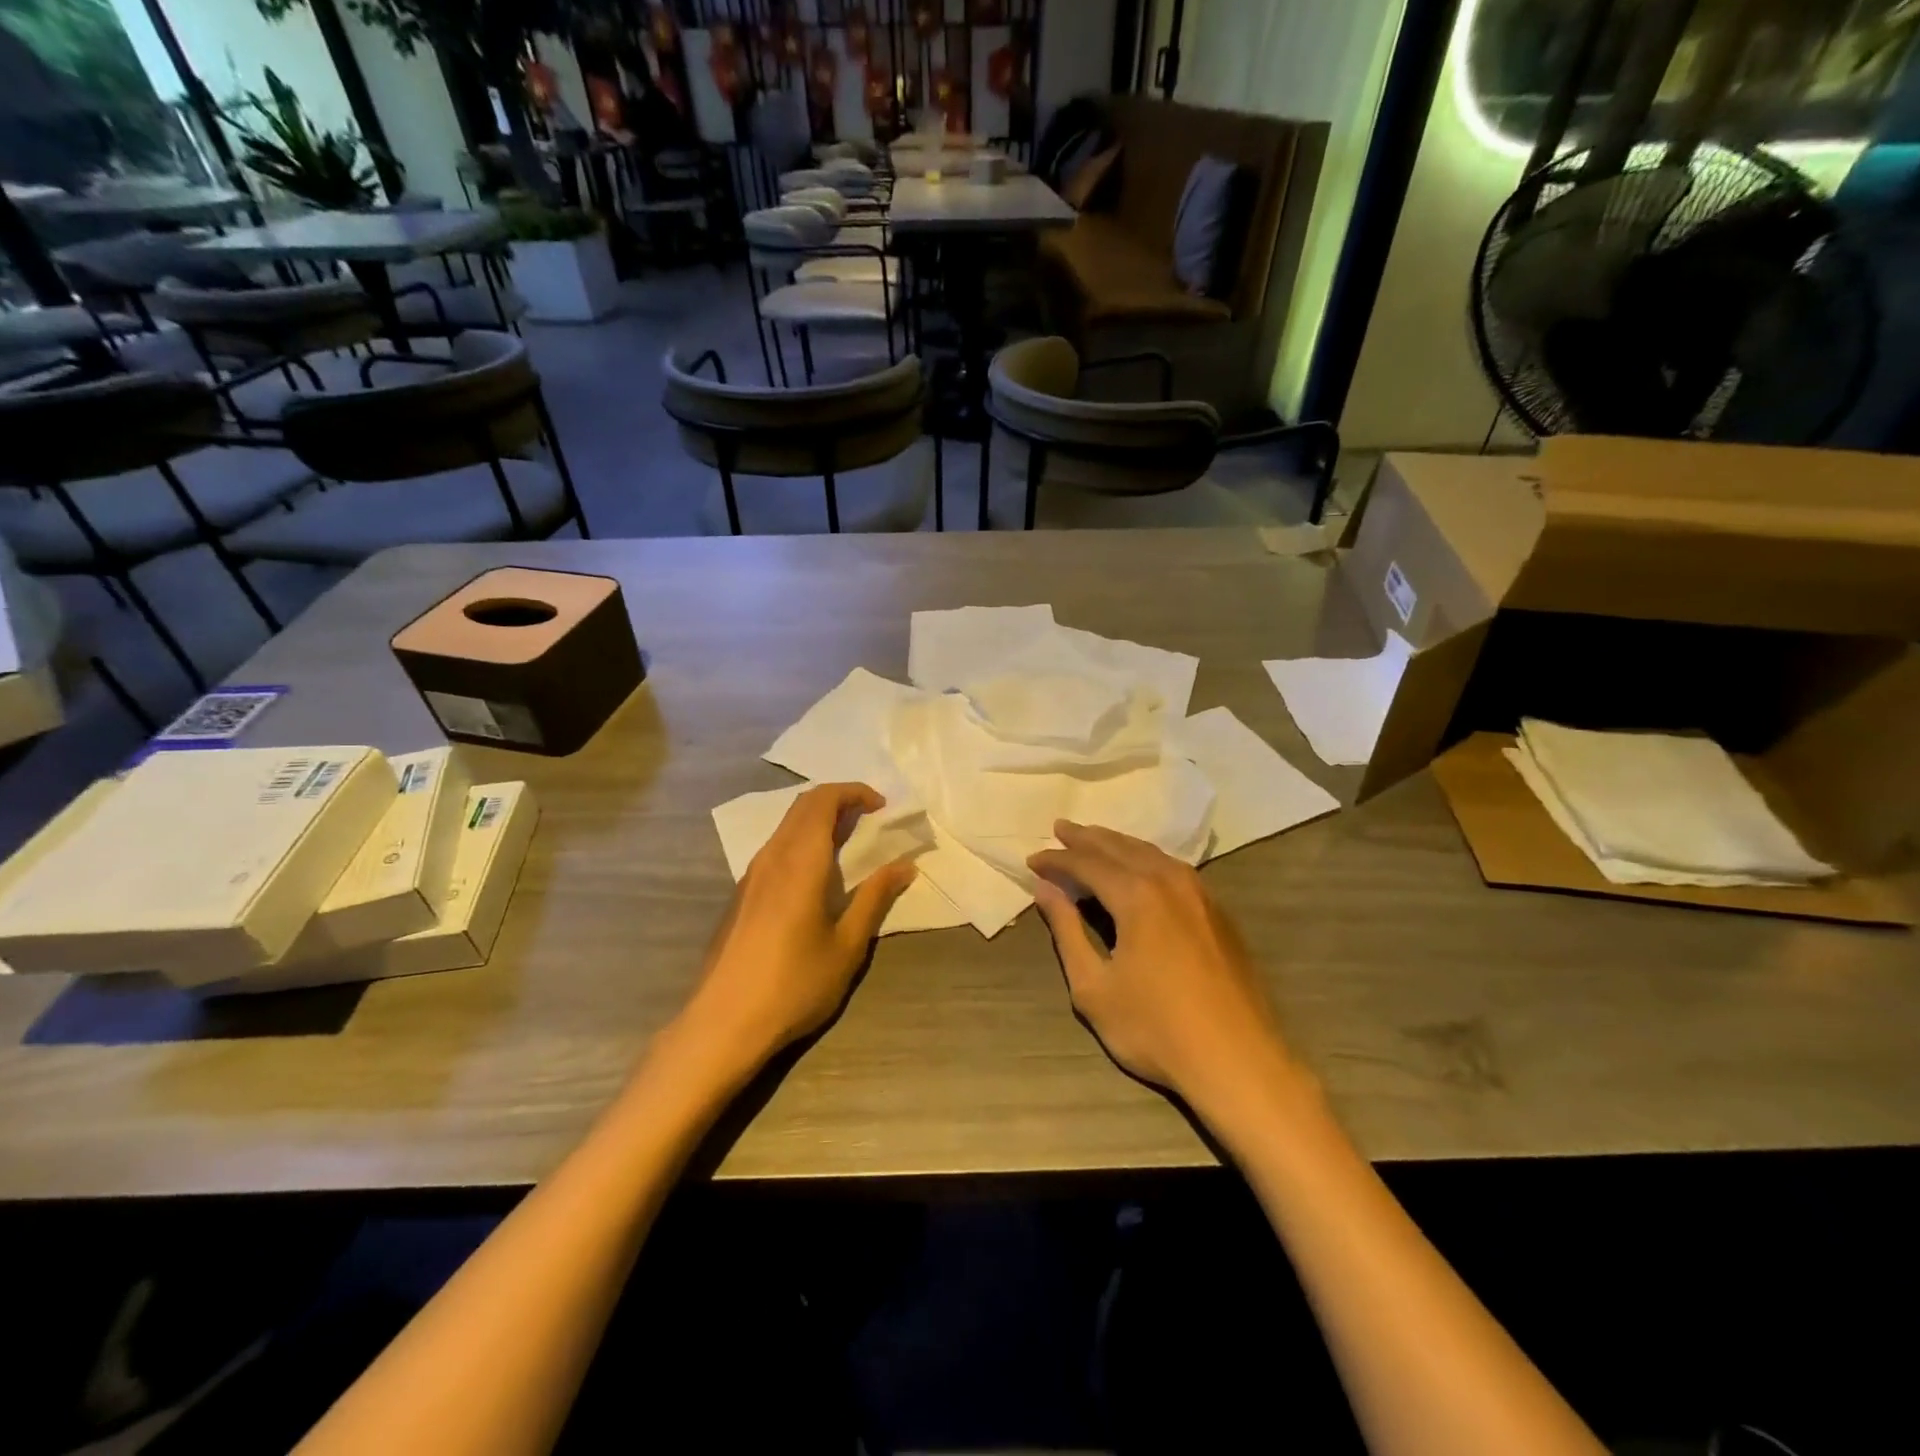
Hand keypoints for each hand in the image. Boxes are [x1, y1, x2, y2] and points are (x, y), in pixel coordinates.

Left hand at [681, 783, 916, 1076]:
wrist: (723, 1024)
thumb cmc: (794, 985)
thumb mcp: (847, 946)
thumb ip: (875, 898)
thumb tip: (905, 865)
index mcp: (800, 862)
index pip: (823, 800)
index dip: (854, 792)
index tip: (882, 807)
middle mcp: (772, 857)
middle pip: (803, 805)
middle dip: (839, 800)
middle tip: (871, 819)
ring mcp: (751, 875)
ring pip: (786, 825)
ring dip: (819, 820)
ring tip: (850, 843)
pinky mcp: (741, 895)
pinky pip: (776, 847)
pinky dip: (803, 840)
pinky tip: (817, 874)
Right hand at [1028, 822, 1296, 1112]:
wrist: (1238, 1061)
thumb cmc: (1155, 1028)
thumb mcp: (1093, 986)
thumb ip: (1066, 931)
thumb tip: (1045, 889)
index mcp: (1137, 895)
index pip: (1086, 863)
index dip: (1056, 860)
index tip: (1032, 860)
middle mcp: (1170, 881)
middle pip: (1120, 848)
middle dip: (1086, 838)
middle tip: (1060, 828)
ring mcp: (1200, 895)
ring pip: (1151, 854)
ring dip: (1118, 844)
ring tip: (1094, 839)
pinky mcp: (1219, 913)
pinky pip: (1174, 869)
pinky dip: (1146, 859)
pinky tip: (1141, 868)